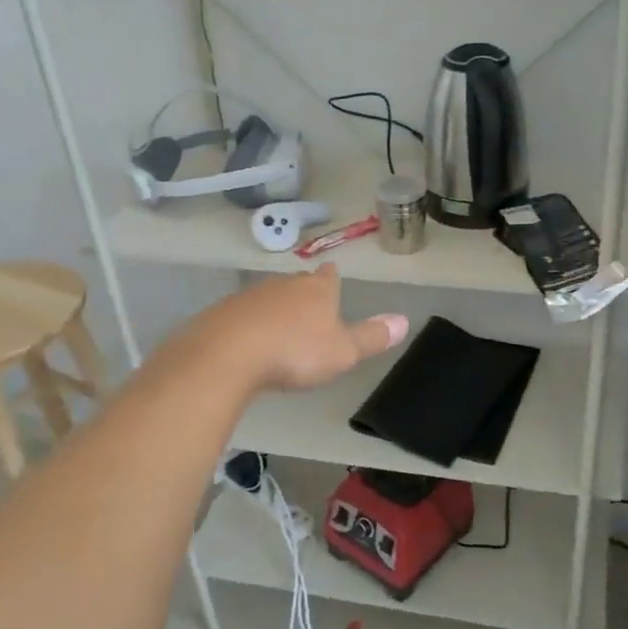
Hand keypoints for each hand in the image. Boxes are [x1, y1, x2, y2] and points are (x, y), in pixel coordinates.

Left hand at [183, 266, 406, 392]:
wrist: (228, 354)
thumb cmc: (295, 352)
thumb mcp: (343, 351)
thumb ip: (372, 337)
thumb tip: (405, 321)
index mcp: (317, 290)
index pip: (328, 277)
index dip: (331, 278)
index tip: (331, 274)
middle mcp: (284, 285)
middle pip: (297, 283)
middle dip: (303, 292)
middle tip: (309, 306)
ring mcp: (250, 296)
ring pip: (268, 297)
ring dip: (274, 309)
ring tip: (280, 327)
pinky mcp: (222, 313)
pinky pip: (241, 315)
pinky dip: (248, 324)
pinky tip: (248, 341)